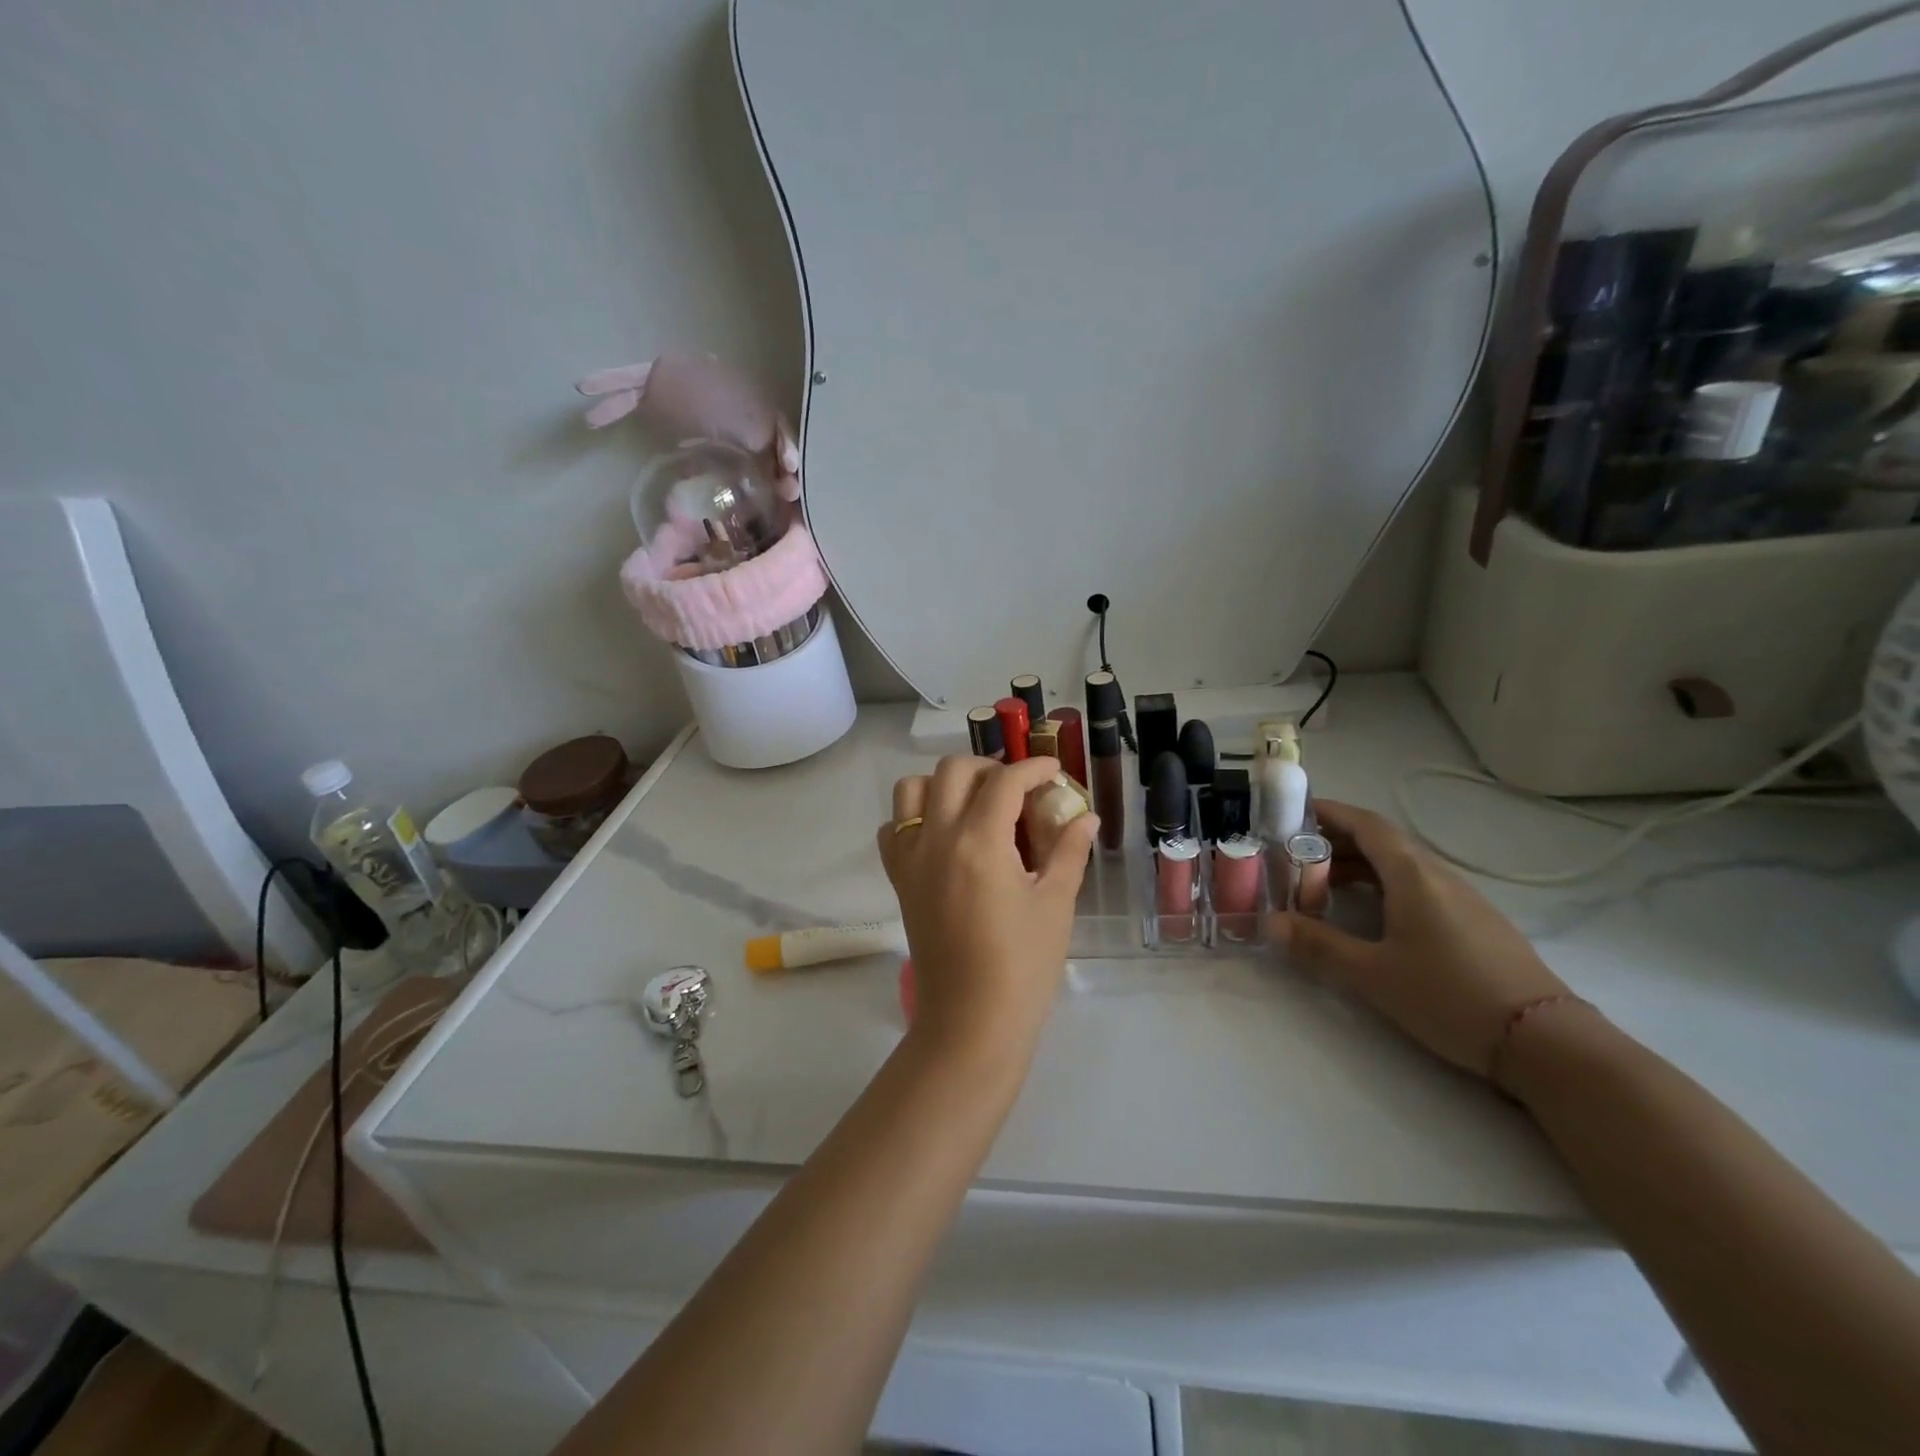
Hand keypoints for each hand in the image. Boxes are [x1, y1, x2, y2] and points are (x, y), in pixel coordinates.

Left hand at [880, 757, 1098, 1066]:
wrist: (971, 1021)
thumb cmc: (1022, 965)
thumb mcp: (1055, 904)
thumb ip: (1068, 851)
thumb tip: (1085, 817)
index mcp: (979, 841)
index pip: (1005, 781)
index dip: (1034, 768)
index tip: (1053, 771)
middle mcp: (937, 838)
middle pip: (953, 771)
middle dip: (989, 768)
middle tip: (1017, 790)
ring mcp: (910, 858)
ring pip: (912, 790)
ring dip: (945, 785)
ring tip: (976, 805)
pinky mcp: (899, 880)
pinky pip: (893, 829)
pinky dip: (914, 817)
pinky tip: (943, 836)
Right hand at [1270, 800, 1569, 1079]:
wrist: (1545, 1041)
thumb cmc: (1450, 996)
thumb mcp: (1372, 974)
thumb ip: (1318, 945)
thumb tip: (1268, 924)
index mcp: (1413, 876)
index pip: (1366, 825)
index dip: (1330, 812)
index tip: (1293, 811)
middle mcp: (1438, 876)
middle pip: (1382, 842)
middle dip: (1335, 841)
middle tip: (1293, 855)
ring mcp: (1461, 899)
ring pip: (1400, 866)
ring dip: (1359, 866)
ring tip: (1321, 885)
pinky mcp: (1474, 923)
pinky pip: (1418, 886)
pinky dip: (1383, 886)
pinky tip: (1369, 914)